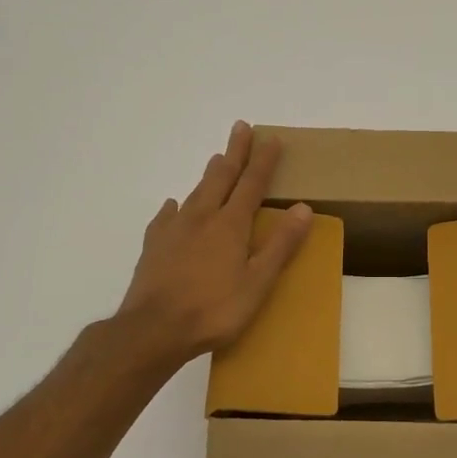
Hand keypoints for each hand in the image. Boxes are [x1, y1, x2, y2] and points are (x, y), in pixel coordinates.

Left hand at [117, 122, 313, 363]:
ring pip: (195, 193)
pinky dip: (175, 207)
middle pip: (220, 178)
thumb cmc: (214, 310)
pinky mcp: (153, 246)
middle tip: (240, 128)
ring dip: (209, 174)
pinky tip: (173, 205)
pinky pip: (166, 217)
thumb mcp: (258, 283)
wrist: (153, 329)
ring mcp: (173, 230)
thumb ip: (280, 245)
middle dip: (234, 153)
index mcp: (230, 226)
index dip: (263, 161)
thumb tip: (303, 208)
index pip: (251, 185)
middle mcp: (201, 218)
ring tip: (216, 160)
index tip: (271, 139)